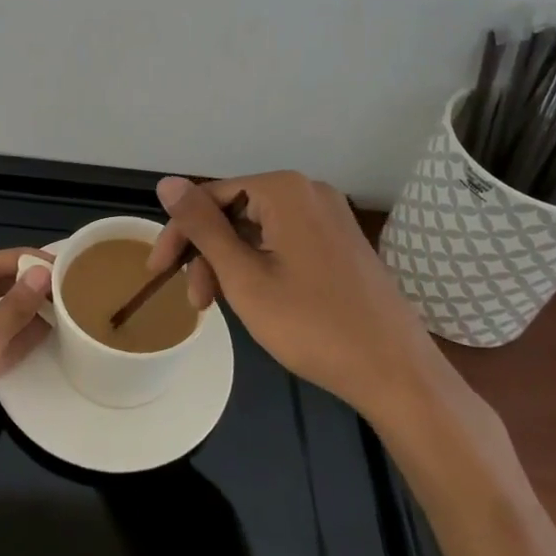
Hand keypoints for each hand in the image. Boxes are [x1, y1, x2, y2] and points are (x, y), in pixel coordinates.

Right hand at [150, 172, 438, 416]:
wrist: (397, 373)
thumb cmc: (313, 325)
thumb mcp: (244, 278)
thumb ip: (202, 227)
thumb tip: (167, 182)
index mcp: (284, 190)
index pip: (211, 197)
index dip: (179, 232)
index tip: (157, 273)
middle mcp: (308, 191)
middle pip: (235, 211)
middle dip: (207, 254)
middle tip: (195, 302)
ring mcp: (329, 216)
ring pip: (258, 229)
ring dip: (231, 263)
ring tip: (220, 307)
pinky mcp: (341, 242)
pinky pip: (284, 240)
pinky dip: (260, 265)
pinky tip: (254, 298)